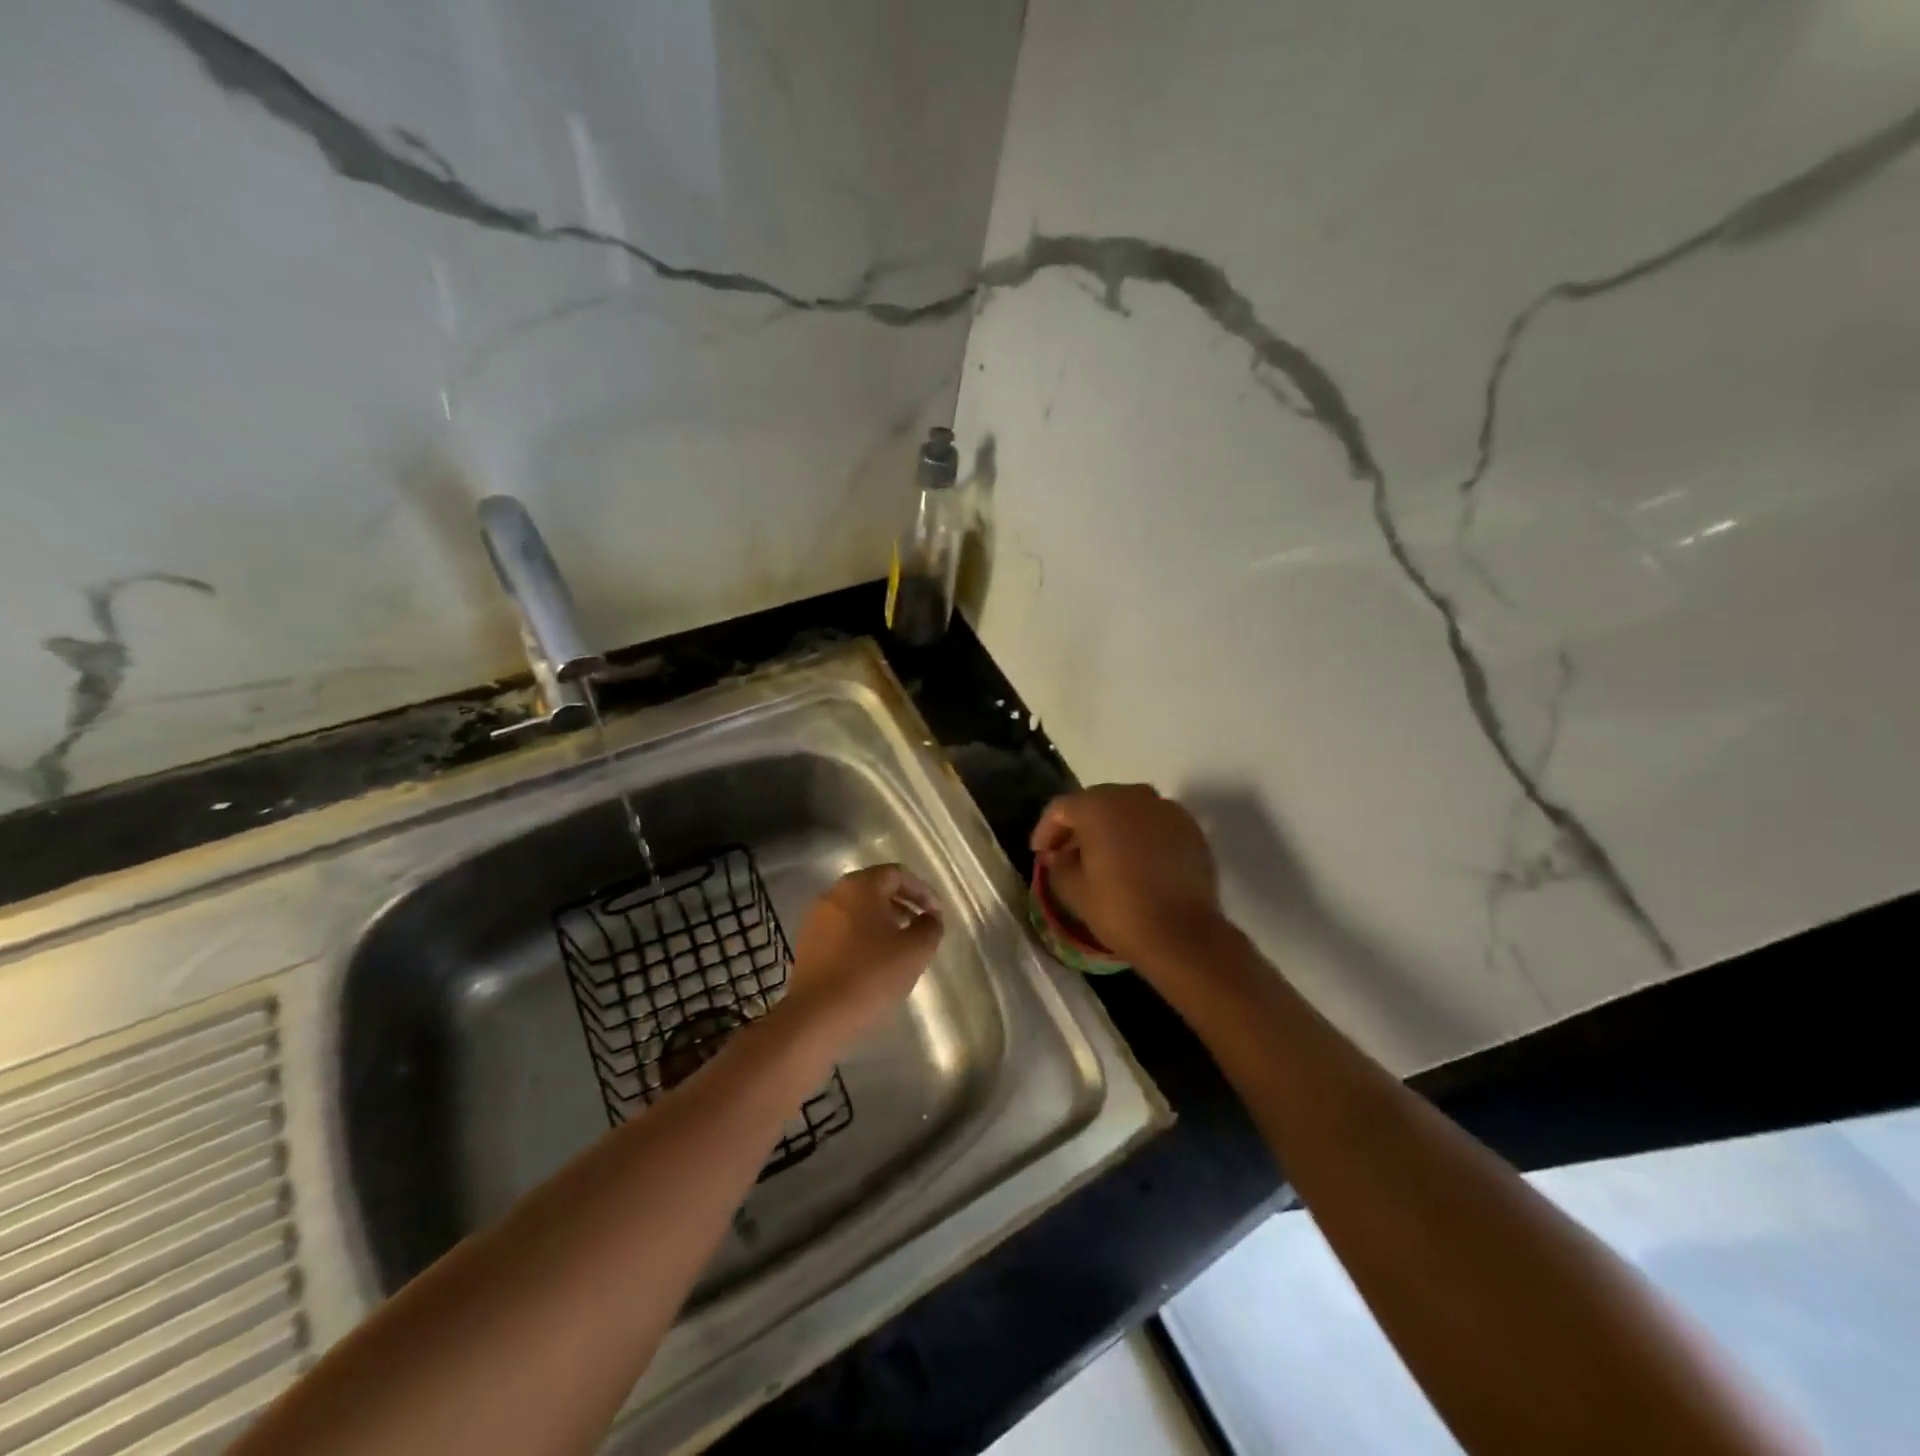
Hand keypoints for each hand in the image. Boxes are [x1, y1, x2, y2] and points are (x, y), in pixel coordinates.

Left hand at [784, 865, 943, 1040]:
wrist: (817, 1016)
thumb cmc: (871, 975)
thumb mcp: (915, 950)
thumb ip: (930, 927)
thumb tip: (930, 918)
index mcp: (860, 886)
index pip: (897, 874)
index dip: (922, 891)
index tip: (936, 914)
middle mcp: (834, 893)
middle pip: (875, 888)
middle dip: (902, 904)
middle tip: (920, 926)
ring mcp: (816, 918)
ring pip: (857, 909)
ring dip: (882, 921)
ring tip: (900, 946)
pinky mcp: (807, 943)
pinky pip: (842, 928)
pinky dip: (862, 935)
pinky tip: (874, 961)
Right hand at [1031, 784, 1223, 965]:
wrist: (1182, 934)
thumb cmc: (1119, 909)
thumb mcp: (1073, 890)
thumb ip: (1059, 863)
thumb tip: (1059, 854)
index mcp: (1097, 806)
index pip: (1061, 808)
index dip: (1046, 830)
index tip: (1040, 853)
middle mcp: (1132, 796)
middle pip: (1096, 802)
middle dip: (1079, 825)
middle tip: (1068, 852)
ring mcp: (1166, 809)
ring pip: (1128, 810)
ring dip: (1112, 827)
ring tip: (1104, 856)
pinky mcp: (1190, 828)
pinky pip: (1155, 823)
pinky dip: (1141, 836)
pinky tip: (1137, 861)